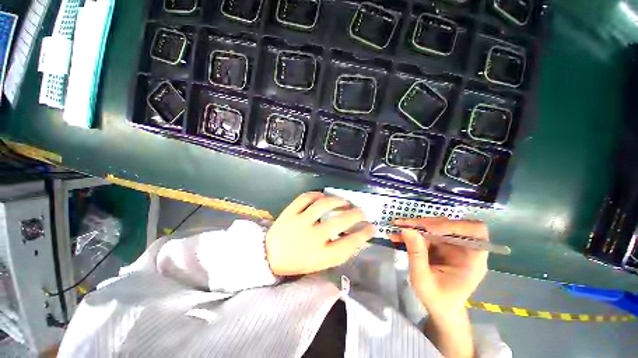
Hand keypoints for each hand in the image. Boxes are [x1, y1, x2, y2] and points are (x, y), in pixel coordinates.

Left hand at [265, 192, 374, 275]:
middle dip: (356, 214)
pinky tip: (323, 195)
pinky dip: (317, 194)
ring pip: (324, 204)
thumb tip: (357, 238)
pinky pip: (306, 197)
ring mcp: (300, 222)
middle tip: (361, 211)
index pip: (349, 244)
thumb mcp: (320, 263)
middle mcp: (312, 237)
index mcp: (320, 255)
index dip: (364, 235)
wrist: (268, 256)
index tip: (372, 228)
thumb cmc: (297, 262)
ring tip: (344, 202)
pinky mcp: (289, 212)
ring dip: (338, 200)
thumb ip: (338, 251)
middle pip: (340, 221)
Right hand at [390, 217, 488, 315]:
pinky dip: (413, 231)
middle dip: (426, 223)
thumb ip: (416, 254)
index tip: (428, 228)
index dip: (453, 225)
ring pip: (436, 225)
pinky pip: (427, 232)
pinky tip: (398, 234)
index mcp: (473, 259)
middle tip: (404, 224)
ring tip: (397, 227)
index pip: (474, 231)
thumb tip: (407, 229)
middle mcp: (465, 248)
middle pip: (450, 224)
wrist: (440, 308)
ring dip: (416, 225)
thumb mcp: (423, 280)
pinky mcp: (441, 244)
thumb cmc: (437, 299)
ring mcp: (453, 245)